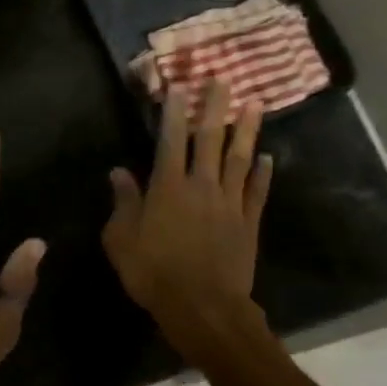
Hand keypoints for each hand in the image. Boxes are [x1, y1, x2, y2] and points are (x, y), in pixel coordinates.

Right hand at [102, 80, 272, 356]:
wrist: (203, 306)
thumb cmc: (153, 273)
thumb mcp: (122, 240)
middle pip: (209, 139)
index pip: (170, 140)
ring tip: (254, 104)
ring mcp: (229, 203)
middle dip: (215, 107)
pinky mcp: (248, 223)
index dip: (174, 111)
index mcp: (167, 188)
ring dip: (246, 130)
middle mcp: (201, 186)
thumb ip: (123, 203)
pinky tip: (268, 158)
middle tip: (223, 79)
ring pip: (239, 158)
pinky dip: (262, 173)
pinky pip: (256, 192)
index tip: (180, 85)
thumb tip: (119, 172)